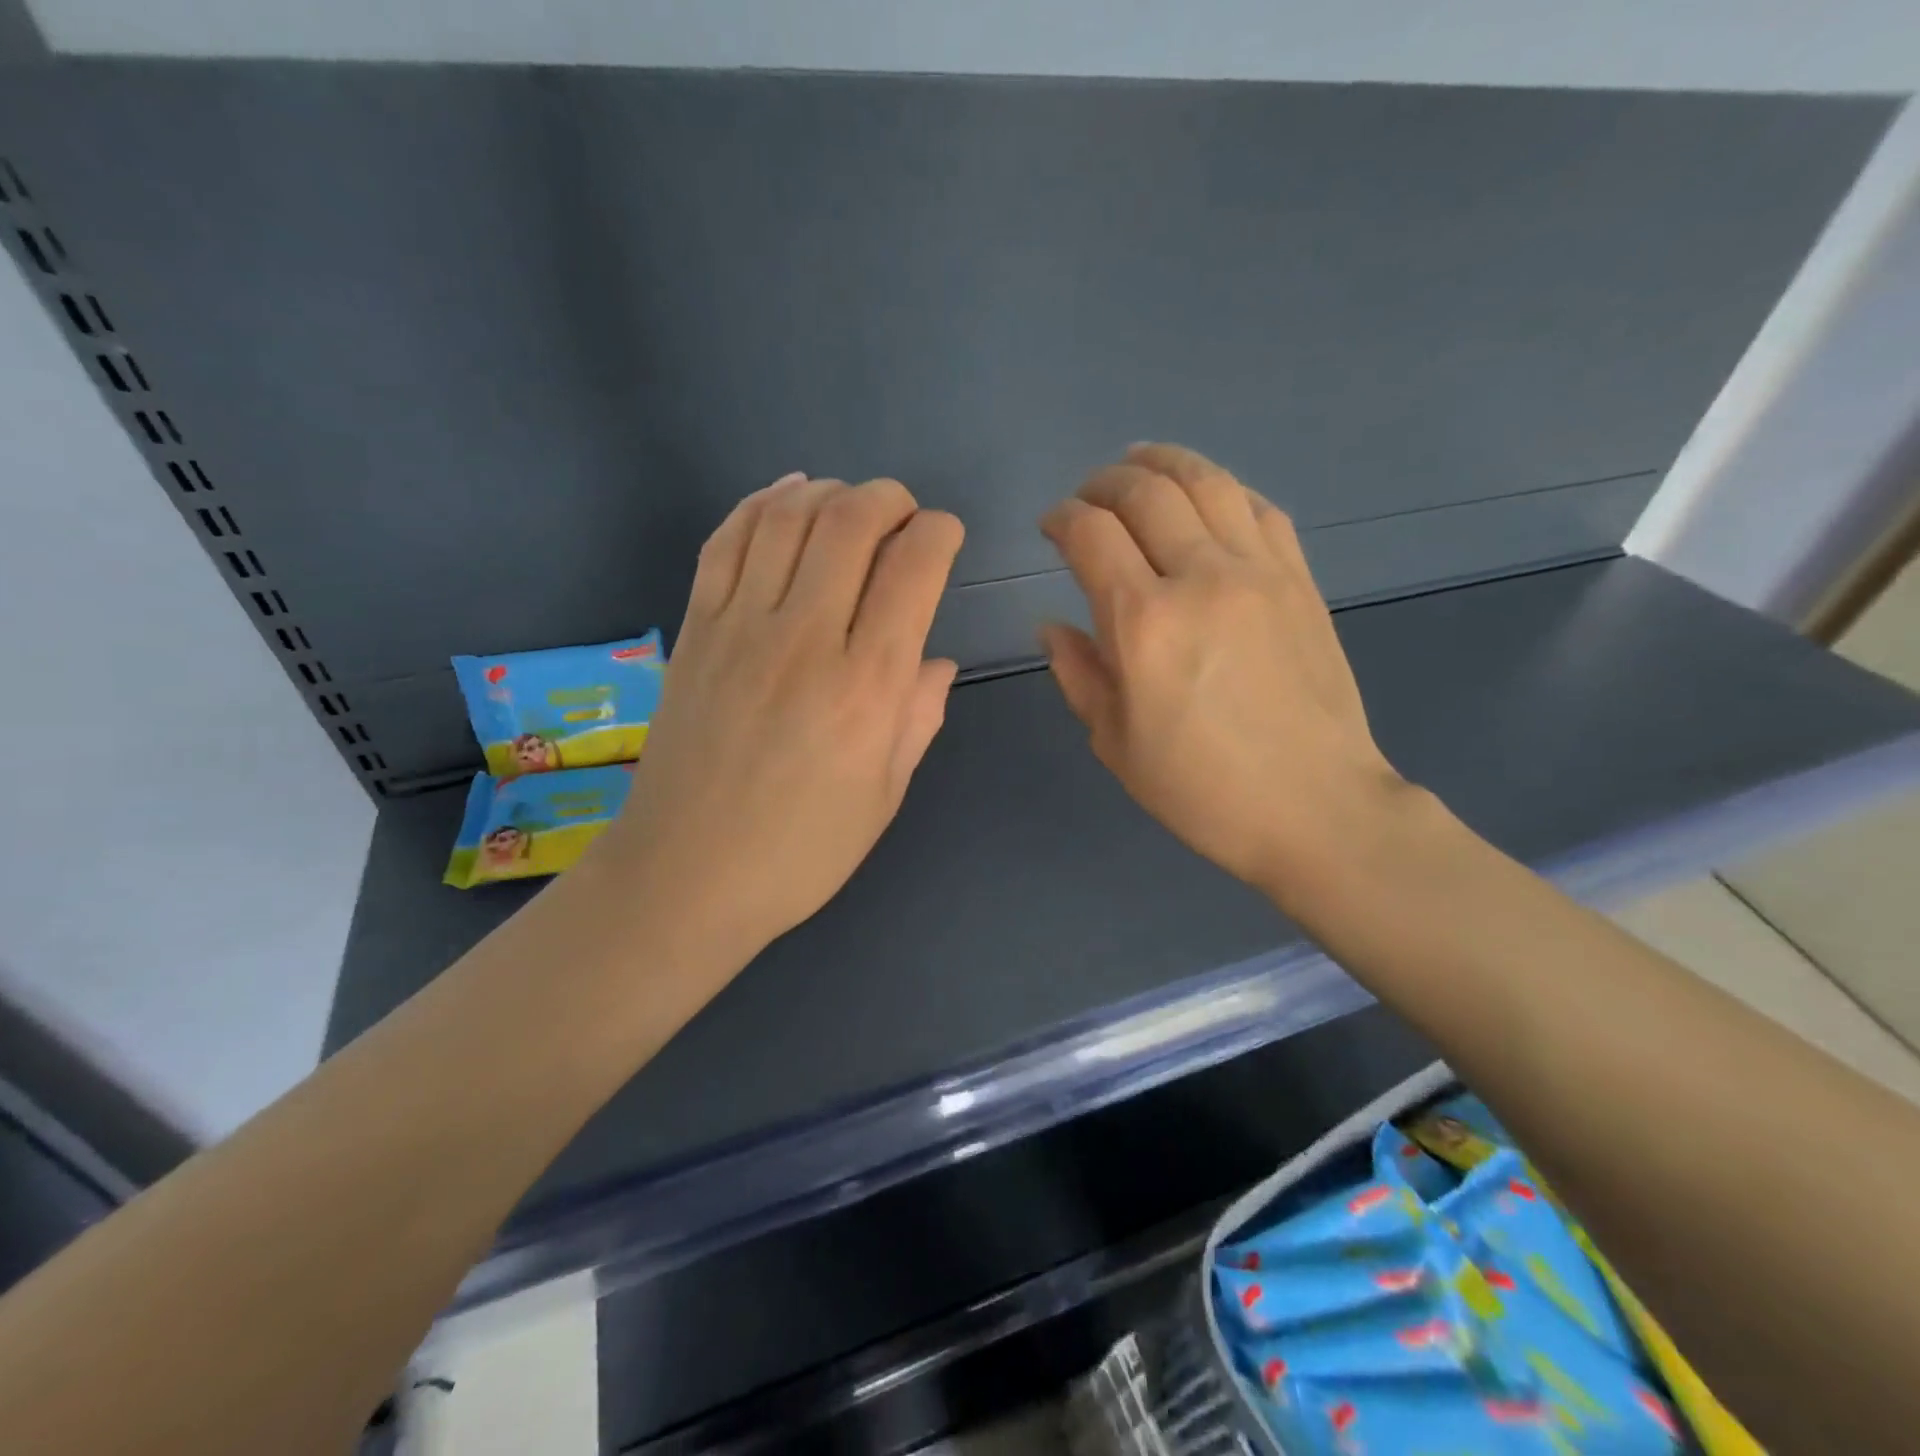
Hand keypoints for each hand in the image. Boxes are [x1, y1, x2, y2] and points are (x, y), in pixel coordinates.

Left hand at [598, 473, 963, 967]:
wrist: (684, 876)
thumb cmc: (800, 851)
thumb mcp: (883, 795)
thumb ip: (917, 718)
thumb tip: (935, 662)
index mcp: (866, 687)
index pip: (913, 569)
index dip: (939, 533)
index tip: (945, 538)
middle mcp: (804, 639)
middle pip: (850, 522)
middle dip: (889, 499)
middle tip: (903, 515)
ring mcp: (739, 628)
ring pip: (787, 517)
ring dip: (829, 492)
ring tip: (849, 506)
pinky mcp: (694, 629)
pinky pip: (725, 541)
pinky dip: (761, 504)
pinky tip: (787, 499)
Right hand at [1039, 444, 1405, 900]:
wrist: (1316, 808)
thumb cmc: (1201, 790)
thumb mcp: (1115, 743)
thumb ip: (1078, 672)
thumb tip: (1052, 624)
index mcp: (1143, 623)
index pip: (1090, 533)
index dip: (1061, 518)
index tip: (1051, 527)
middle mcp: (1200, 578)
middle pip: (1144, 491)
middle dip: (1103, 482)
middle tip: (1087, 497)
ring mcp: (1259, 572)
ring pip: (1206, 482)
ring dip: (1163, 462)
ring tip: (1139, 463)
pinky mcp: (1300, 580)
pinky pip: (1259, 508)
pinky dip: (1224, 489)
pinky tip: (1207, 497)